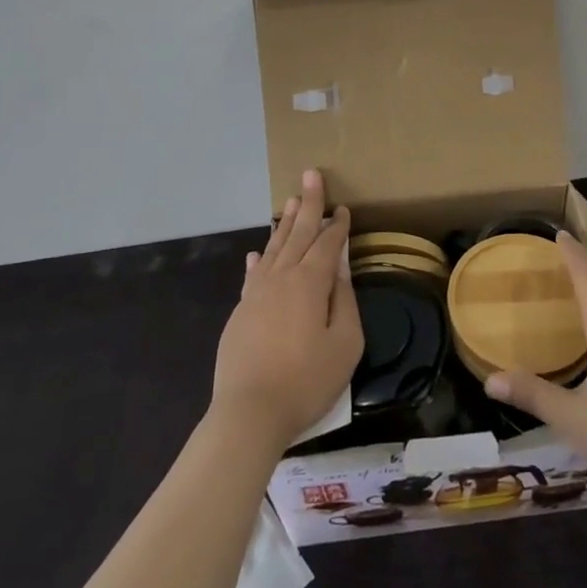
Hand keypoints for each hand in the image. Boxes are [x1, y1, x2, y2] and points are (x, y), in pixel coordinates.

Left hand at [211, 170, 362, 453]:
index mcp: (310, 282)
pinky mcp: (241, 313)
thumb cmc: (306, 380)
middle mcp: (282, 278)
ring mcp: (257, 294)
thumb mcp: (345, 344)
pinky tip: (258, 251)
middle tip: (312, 174)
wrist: (248, 414)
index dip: (338, 225)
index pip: (328, 244)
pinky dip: (259, 259)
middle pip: (298, 233)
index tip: (344, 209)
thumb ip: (345, 302)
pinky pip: (253, 274)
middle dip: (308, 203)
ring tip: (291, 201)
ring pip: (274, 248)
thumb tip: (341, 271)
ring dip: (285, 223)